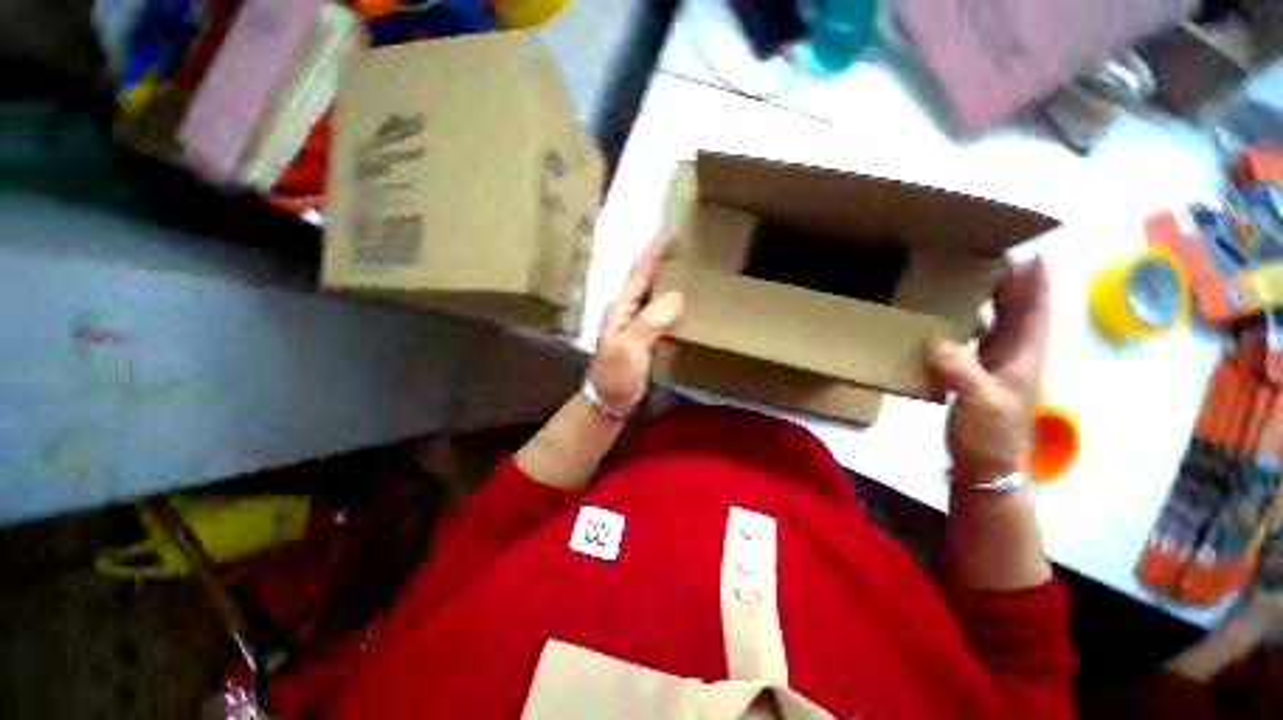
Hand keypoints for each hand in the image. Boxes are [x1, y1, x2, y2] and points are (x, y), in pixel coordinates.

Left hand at [589, 230, 684, 414]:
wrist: (608, 401)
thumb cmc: (615, 375)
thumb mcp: (629, 349)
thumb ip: (649, 323)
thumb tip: (678, 296)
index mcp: (622, 307)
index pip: (641, 271)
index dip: (656, 250)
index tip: (674, 227)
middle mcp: (628, 309)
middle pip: (648, 277)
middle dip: (665, 257)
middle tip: (689, 241)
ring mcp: (636, 323)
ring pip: (655, 292)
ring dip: (669, 276)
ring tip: (691, 263)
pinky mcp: (645, 336)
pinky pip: (661, 311)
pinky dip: (673, 300)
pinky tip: (686, 299)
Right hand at [927, 257, 1050, 483]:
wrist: (987, 465)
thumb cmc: (991, 434)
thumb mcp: (979, 401)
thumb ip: (960, 369)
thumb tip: (935, 340)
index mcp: (1024, 356)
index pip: (1036, 312)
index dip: (1038, 283)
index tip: (1035, 254)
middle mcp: (1015, 355)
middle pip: (1020, 312)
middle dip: (1015, 284)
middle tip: (996, 258)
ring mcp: (997, 366)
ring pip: (1001, 324)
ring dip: (994, 301)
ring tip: (976, 281)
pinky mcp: (978, 375)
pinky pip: (979, 340)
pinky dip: (972, 324)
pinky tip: (956, 320)